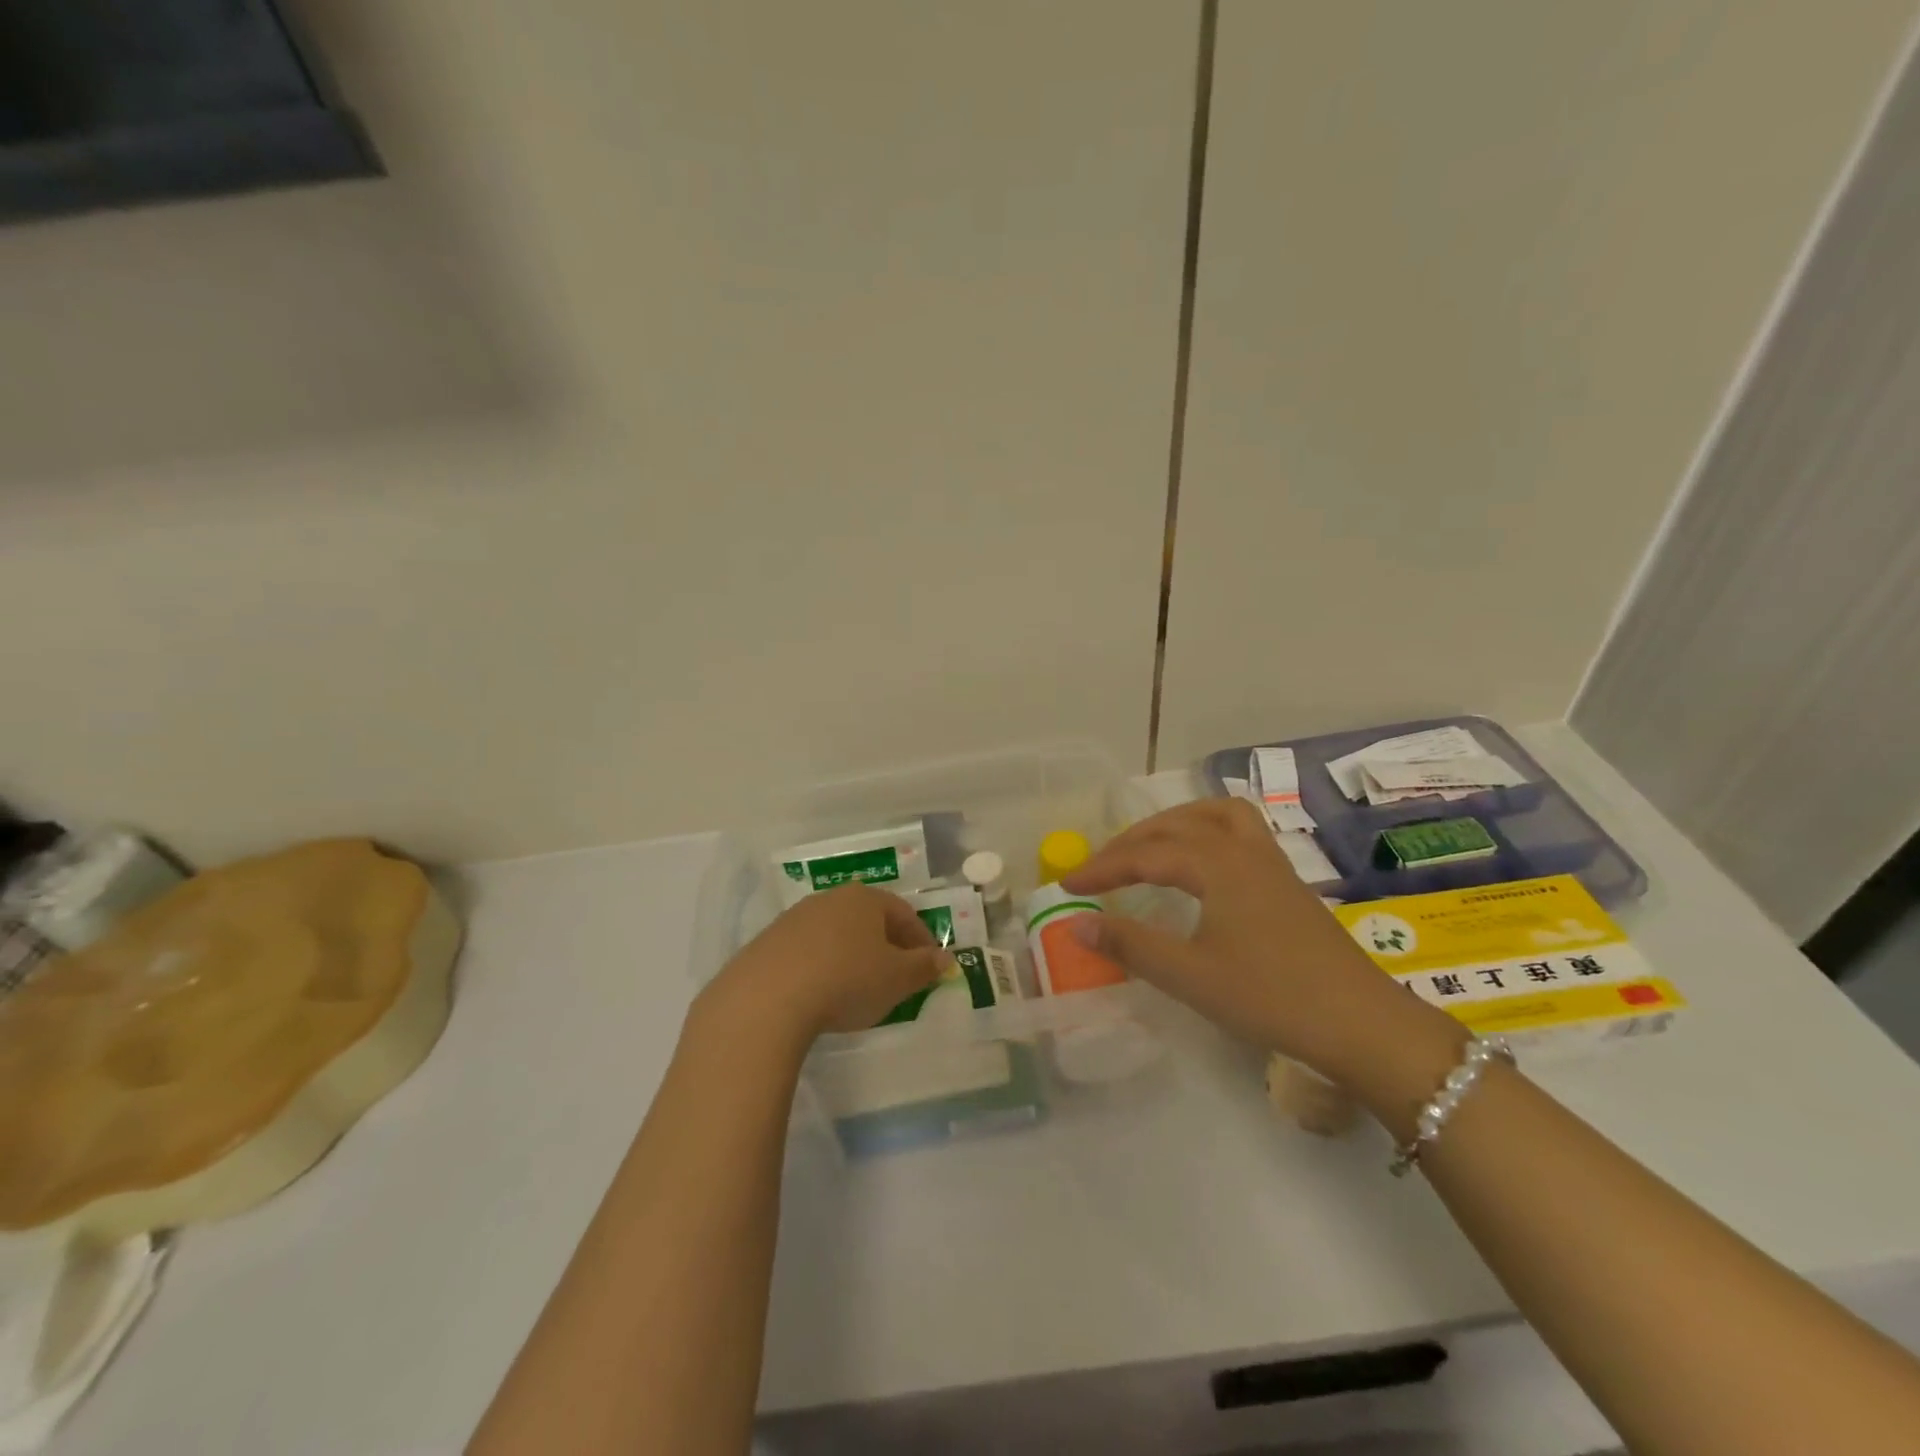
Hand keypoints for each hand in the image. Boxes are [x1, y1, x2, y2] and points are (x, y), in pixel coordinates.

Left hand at [701, 884, 948, 1043]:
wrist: (767, 998)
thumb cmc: (847, 980)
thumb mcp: (897, 979)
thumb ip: (924, 967)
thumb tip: (945, 958)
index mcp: (865, 899)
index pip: (904, 914)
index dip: (922, 940)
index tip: (929, 967)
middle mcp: (830, 899)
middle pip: (868, 920)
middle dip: (886, 946)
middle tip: (897, 978)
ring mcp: (795, 918)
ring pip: (836, 934)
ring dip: (852, 956)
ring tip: (858, 989)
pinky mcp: (768, 943)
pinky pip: (807, 952)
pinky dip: (822, 967)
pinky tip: (821, 995)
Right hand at [1062, 799, 1460, 1084]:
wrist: (1362, 1023)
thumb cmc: (1271, 997)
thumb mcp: (1190, 976)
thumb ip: (1130, 945)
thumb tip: (1076, 924)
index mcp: (1217, 864)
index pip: (1145, 855)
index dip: (1101, 868)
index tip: (1067, 885)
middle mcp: (1243, 849)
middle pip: (1176, 825)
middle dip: (1131, 841)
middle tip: (1100, 868)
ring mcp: (1271, 862)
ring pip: (1215, 816)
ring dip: (1175, 823)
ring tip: (1149, 846)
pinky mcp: (1287, 881)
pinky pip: (1239, 831)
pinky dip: (1207, 832)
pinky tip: (1202, 864)